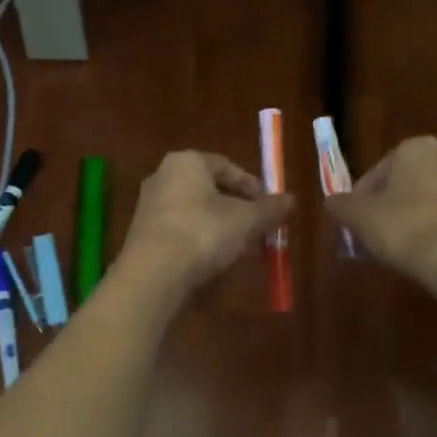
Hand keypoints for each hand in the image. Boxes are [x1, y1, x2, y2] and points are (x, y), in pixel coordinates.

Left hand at [118, 151, 292, 293]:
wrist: (153, 274)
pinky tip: (218, 262)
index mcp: (186, 162)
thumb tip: (291, 200)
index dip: (252, 186)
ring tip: (244, 250)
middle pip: (211, 191)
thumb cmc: (203, 232)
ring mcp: (150, 208)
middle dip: (238, 211)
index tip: (269, 206)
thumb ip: (269, 209)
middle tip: (260, 229)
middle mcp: (163, 177)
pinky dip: (202, 242)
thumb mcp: (246, 220)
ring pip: (196, 213)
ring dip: (222, 229)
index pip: (226, 166)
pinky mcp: (144, 236)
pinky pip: (181, 232)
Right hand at [327, 136, 436, 289]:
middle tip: (369, 235)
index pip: (375, 172)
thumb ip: (341, 206)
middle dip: (384, 208)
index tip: (353, 223)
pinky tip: (416, 254)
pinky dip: (426, 231)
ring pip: (422, 201)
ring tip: (390, 249)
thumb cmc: (403, 226)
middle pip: (400, 185)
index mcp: (416, 148)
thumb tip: (332, 203)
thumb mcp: (359, 217)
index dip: (359, 200)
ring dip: (405, 219)